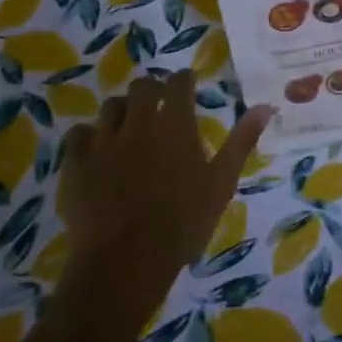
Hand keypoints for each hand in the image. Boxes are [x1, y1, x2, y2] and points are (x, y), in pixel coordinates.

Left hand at [54, 71, 272, 307]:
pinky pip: (78, 134)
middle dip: (152, 89)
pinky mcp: (76, 164)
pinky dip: (89, 135)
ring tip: (129, 124)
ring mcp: (103, 142)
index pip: (178, 83)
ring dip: (122, 110)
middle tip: (159, 103)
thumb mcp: (221, 183)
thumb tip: (266, 107)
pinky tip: (96, 148)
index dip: (183, 79)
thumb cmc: (183, 223)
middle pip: (142, 87)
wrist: (126, 262)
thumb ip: (241, 141)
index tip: (187, 83)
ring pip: (110, 107)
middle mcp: (139, 123)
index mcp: (175, 125)